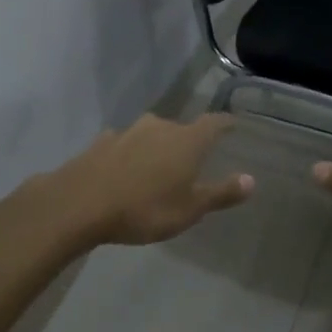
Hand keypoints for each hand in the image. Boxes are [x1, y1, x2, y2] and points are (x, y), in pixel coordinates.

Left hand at [62, 113, 253, 245]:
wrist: (79, 204)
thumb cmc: (144, 208)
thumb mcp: (189, 209)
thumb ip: (221, 193)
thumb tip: (252, 180)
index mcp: (187, 140)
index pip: (214, 123)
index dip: (225, 123)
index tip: (233, 125)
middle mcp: (160, 127)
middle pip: (181, 128)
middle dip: (188, 141)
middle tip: (192, 160)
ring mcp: (128, 132)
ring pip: (151, 134)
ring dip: (157, 146)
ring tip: (157, 166)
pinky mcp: (101, 142)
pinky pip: (124, 144)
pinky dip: (130, 153)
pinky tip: (124, 169)